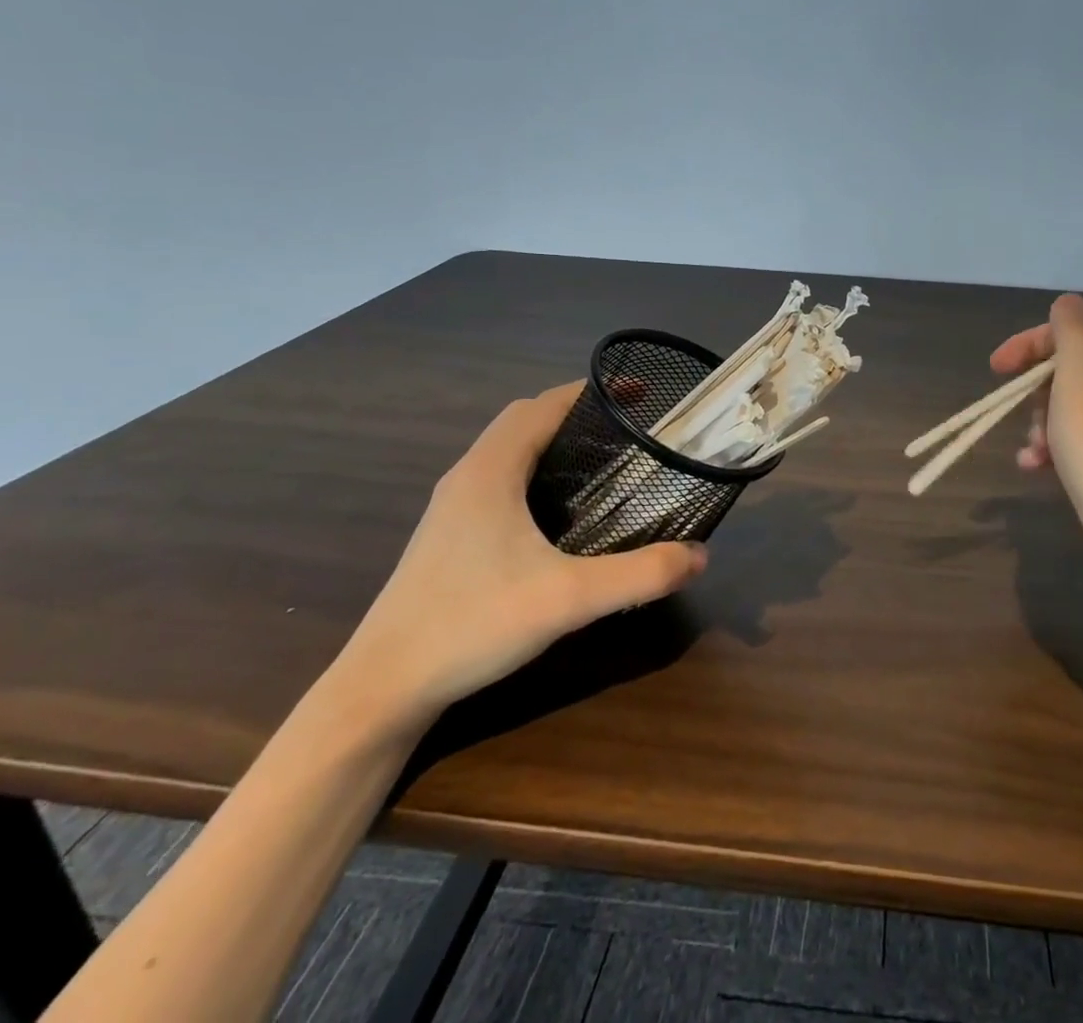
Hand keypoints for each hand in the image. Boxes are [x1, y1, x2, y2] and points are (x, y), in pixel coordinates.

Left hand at [332, 382, 706, 730]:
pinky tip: (561, 511)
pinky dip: (536, 471)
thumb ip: (640, 575)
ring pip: (508, 450)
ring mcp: (452, 507)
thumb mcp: (568, 599)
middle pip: (525, 420)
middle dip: (578, 412)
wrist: (382, 689)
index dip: (593, 391)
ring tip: (603, 461)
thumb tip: (700, 555)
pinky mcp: (449, 535)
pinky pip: (499, 480)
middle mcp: (468, 477)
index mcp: (490, 471)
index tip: (640, 393)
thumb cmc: (471, 626)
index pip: (544, 405)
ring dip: (553, 441)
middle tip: (628, 429)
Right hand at [991, 295, 1082, 622]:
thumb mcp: (1082, 379)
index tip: (996, 368)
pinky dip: (1050, 453)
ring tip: (1033, 451)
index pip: (1074, 333)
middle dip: (1034, 390)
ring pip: (1066, 412)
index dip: (1032, 343)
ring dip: (1038, 425)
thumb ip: (1073, 334)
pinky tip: (1035, 470)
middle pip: (1068, 373)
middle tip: (1022, 414)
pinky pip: (1074, 447)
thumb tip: (1068, 302)